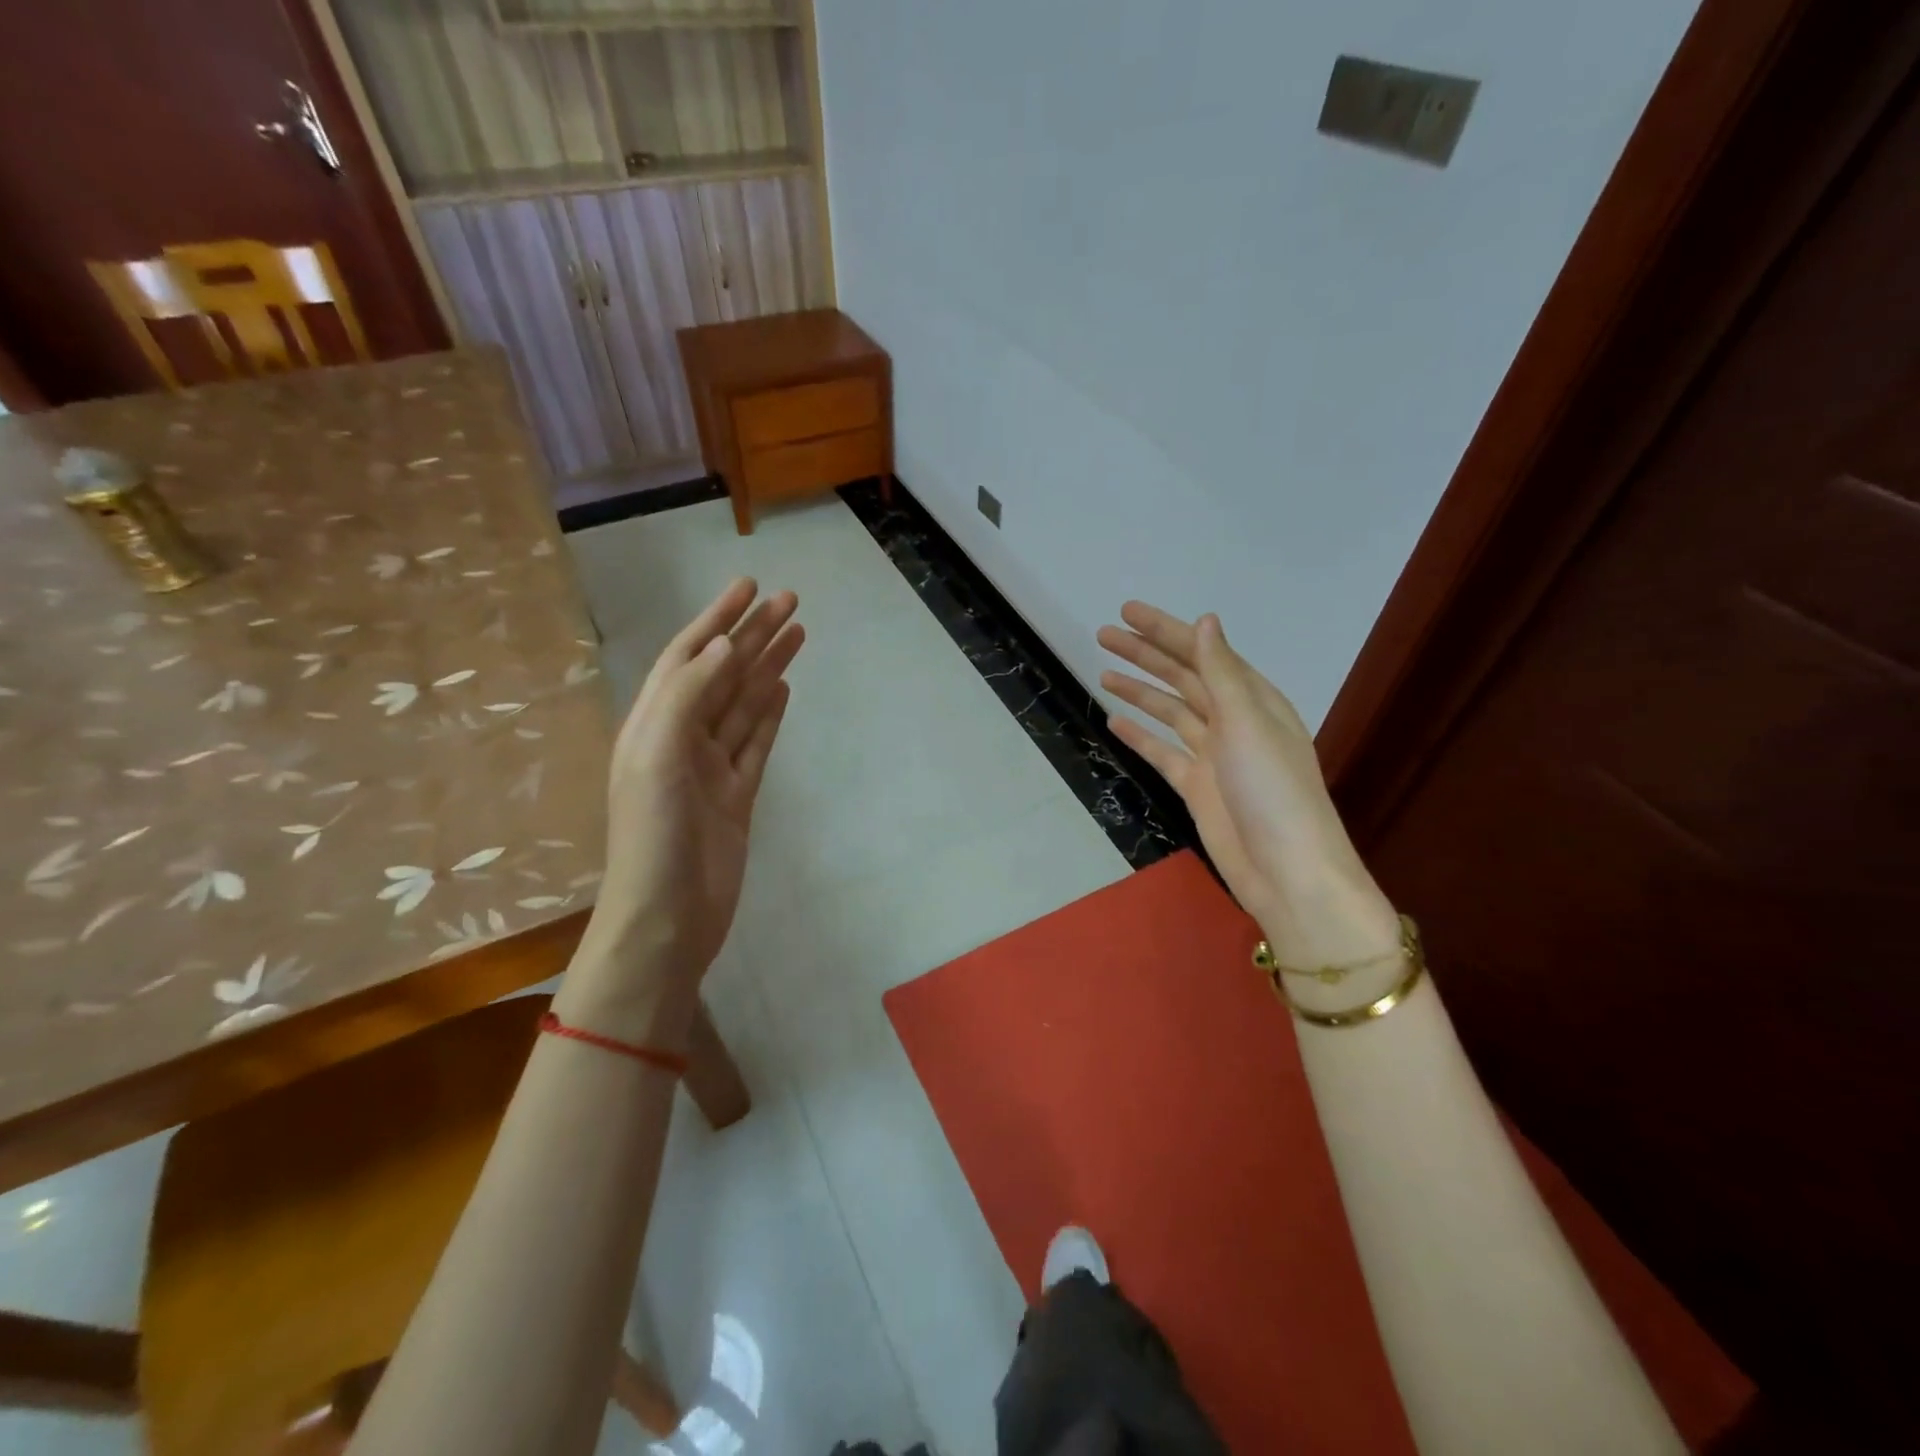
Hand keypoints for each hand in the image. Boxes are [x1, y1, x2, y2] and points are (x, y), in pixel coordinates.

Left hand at [568, 579, 802, 1032]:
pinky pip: (756, 742)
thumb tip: (721, 645)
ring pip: (743, 704)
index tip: (749, 585)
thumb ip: (687, 696)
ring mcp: (711, 767)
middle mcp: (681, 738)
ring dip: (767, 667)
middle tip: (790, 600)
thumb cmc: (655, 836)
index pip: (689, 657)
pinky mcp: (736, 794)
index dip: (716, 618)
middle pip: (722, 673)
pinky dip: (769, 713)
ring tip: (797, 633)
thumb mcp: (658, 756)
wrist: (668, 917)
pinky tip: (783, 688)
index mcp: (654, 724)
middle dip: (752, 635)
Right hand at [1098, 602, 1397, 968]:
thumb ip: (1221, 673)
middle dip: (1145, 655)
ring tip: (1103, 672)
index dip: (1165, 630)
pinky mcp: (1197, 787)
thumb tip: (1206, 621)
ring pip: (1170, 713)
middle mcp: (1233, 721)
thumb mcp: (1247, 723)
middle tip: (1104, 635)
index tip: (1128, 612)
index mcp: (1253, 699)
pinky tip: (1115, 722)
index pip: (1203, 653)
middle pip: (1182, 678)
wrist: (1286, 871)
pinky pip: (1163, 753)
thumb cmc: (1273, 791)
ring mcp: (1214, 756)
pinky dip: (1140, 737)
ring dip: (1139, 692)